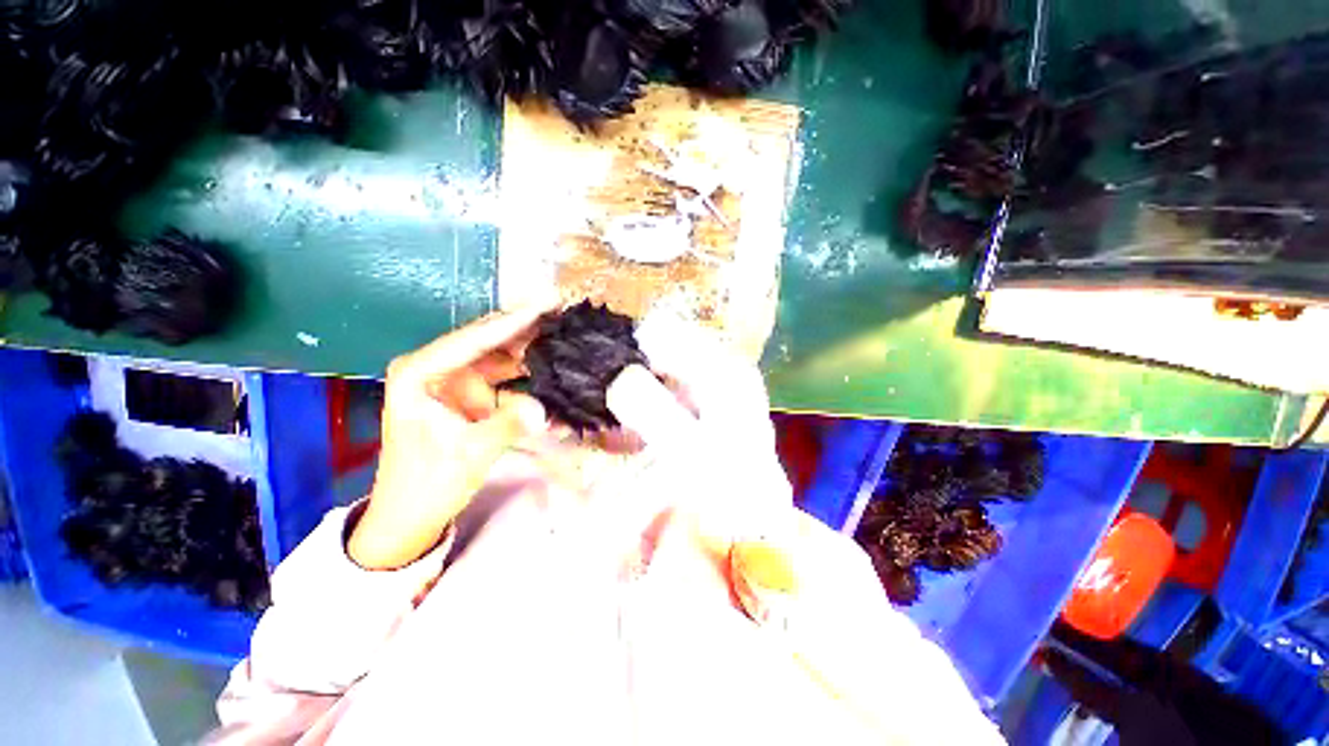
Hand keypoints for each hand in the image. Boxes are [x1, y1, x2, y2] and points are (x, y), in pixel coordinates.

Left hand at [348, 301, 555, 569]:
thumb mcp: (469, 454)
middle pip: (485, 339)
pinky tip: (548, 362)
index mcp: (419, 374)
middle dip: (522, 326)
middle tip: (559, 310)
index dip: (512, 322)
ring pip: (496, 354)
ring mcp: (453, 380)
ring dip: (527, 346)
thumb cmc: (428, 483)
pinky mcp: (468, 394)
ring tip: (561, 331)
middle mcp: (435, 368)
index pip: (472, 339)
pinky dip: (525, 371)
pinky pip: (502, 375)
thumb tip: (543, 408)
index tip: (545, 304)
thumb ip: (507, 426)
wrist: (411, 514)